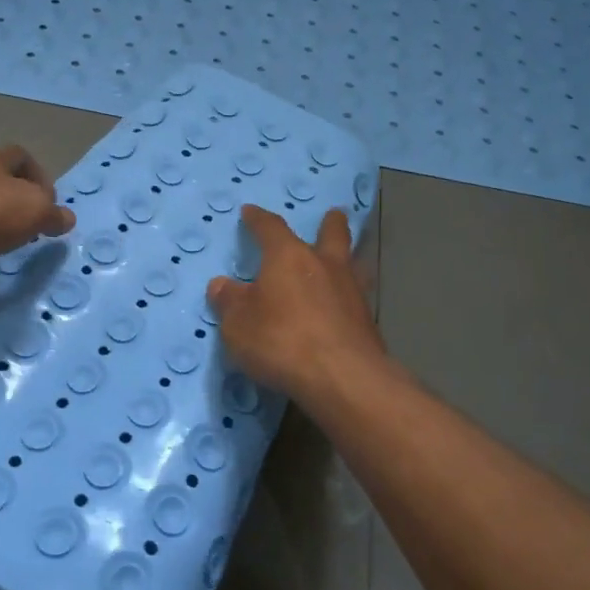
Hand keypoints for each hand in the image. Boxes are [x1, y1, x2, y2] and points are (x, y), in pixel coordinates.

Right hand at [207, 206, 385, 403]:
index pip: (271, 228)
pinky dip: (350, 296)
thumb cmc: (282, 341)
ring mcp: (352, 292)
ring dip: (349, 257)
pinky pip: (358, 298)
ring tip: (348, 259)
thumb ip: (229, 302)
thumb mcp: (238, 325)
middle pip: (332, 234)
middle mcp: (324, 265)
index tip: (250, 211)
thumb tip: (221, 284)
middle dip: (330, 223)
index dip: (259, 219)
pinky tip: (345, 307)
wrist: (342, 377)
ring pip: (353, 263)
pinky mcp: (368, 321)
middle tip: (334, 214)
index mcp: (288, 257)